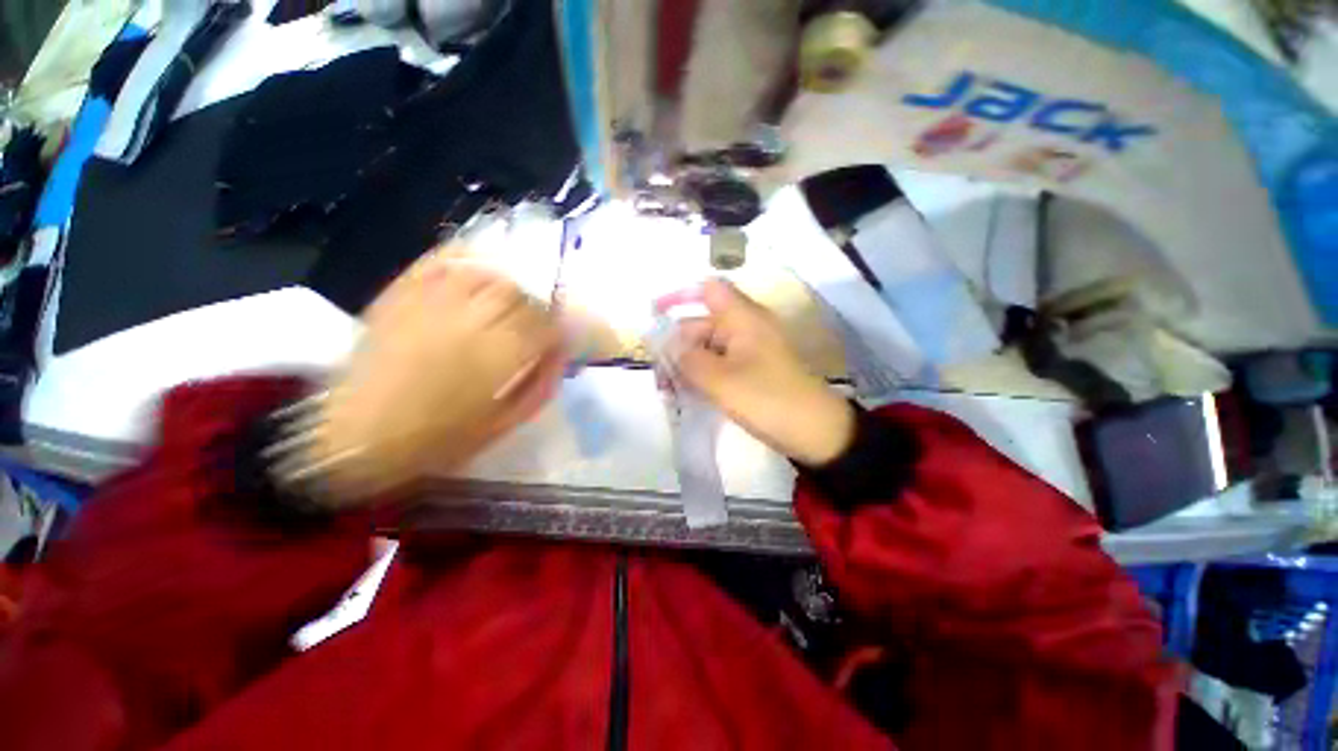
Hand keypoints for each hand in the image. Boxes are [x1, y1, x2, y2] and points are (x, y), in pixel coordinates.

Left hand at [314, 249, 563, 502]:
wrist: (358, 436)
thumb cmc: (441, 438)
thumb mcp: (506, 422)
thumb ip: (543, 384)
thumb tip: (564, 353)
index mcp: (500, 354)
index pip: (547, 323)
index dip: (559, 327)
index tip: (560, 335)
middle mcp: (473, 319)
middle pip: (521, 294)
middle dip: (536, 306)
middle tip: (535, 320)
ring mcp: (434, 302)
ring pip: (488, 274)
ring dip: (508, 284)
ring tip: (507, 300)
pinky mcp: (402, 295)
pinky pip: (442, 262)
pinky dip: (466, 258)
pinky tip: (478, 268)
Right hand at [674, 280, 853, 466]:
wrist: (816, 432)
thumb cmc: (767, 399)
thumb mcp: (720, 380)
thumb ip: (687, 359)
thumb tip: (665, 343)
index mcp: (742, 318)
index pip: (708, 290)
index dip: (681, 296)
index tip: (655, 315)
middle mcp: (745, 327)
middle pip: (702, 323)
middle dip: (677, 345)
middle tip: (658, 375)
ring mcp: (749, 350)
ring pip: (708, 347)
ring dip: (687, 364)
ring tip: (668, 390)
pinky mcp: (752, 371)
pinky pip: (720, 364)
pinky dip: (702, 374)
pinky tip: (687, 394)